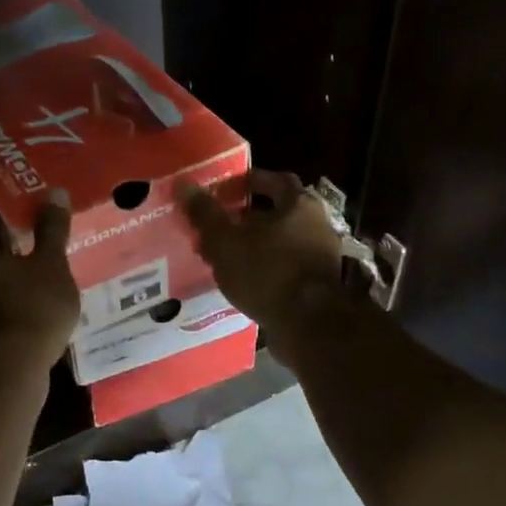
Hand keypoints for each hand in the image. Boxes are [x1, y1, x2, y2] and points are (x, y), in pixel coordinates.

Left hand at [0, 191, 80, 374]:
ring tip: (29, 306)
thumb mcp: (52, 265)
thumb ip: (51, 230)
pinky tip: (18, 333)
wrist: (7, 373)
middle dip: (1, 271)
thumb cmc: (31, 309)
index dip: (9, 239)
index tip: (30, 247)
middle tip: (33, 277)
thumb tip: (56, 192)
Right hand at [178, 170, 345, 337]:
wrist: (310, 325)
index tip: (225, 190)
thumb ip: (205, 214)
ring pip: (283, 242)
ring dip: (257, 246)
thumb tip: (183, 184)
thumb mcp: (226, 242)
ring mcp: (321, 257)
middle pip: (280, 213)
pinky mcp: (319, 286)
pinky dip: (266, 269)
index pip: (276, 180)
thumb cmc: (267, 272)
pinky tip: (245, 281)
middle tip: (220, 225)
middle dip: (249, 217)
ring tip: (226, 256)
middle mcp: (317, 225)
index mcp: (299, 205)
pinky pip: (286, 268)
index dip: (249, 181)